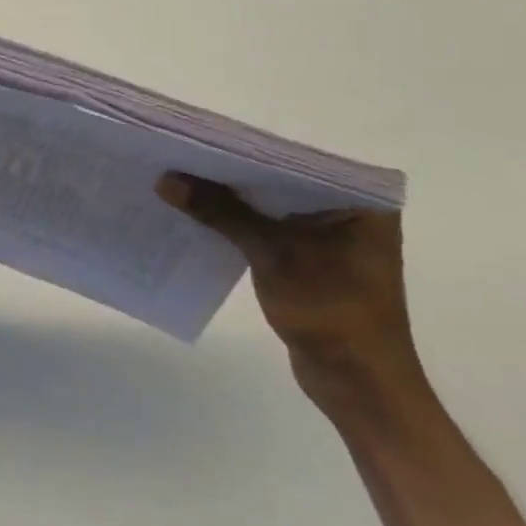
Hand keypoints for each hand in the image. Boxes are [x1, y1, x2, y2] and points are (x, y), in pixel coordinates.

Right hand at [157, 173, 428, 429]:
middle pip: (281, 179)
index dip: (245, 148)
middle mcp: (352, 210)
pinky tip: (204, 213)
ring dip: (235, 198)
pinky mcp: (315, 259)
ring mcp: (334, 236)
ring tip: (184, 176)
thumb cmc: (331, 311)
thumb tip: (165, 179)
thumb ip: (220, 211)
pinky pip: (273, 227)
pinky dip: (243, 222)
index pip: (293, 158)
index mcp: (360, 199)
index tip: (200, 137)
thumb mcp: (271, 253)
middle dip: (234, 172)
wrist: (360, 388)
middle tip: (183, 153)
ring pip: (274, 203)